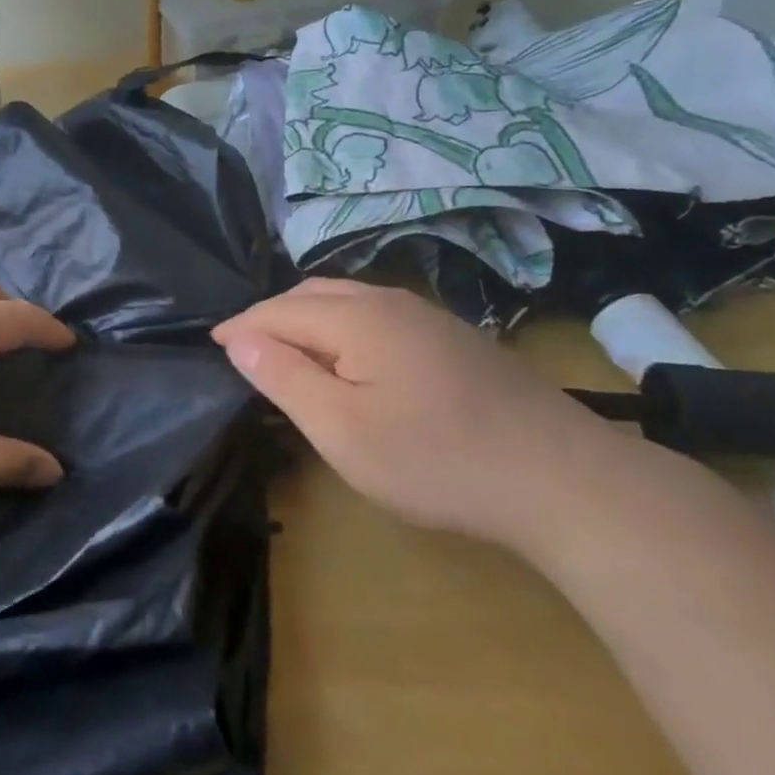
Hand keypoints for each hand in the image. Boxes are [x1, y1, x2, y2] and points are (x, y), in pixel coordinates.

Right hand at [212, 279, 646, 554]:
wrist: (563, 479)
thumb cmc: (436, 459)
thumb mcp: (341, 429)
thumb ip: (284, 377)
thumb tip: (238, 338)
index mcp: (357, 319)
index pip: (278, 310)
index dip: (240, 327)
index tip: (211, 345)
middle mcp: (391, 303)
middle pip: (312, 295)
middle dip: (271, 316)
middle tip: (245, 350)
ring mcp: (429, 318)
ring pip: (348, 301)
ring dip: (308, 319)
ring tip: (288, 351)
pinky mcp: (455, 339)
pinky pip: (378, 316)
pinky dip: (343, 328)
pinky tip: (350, 359)